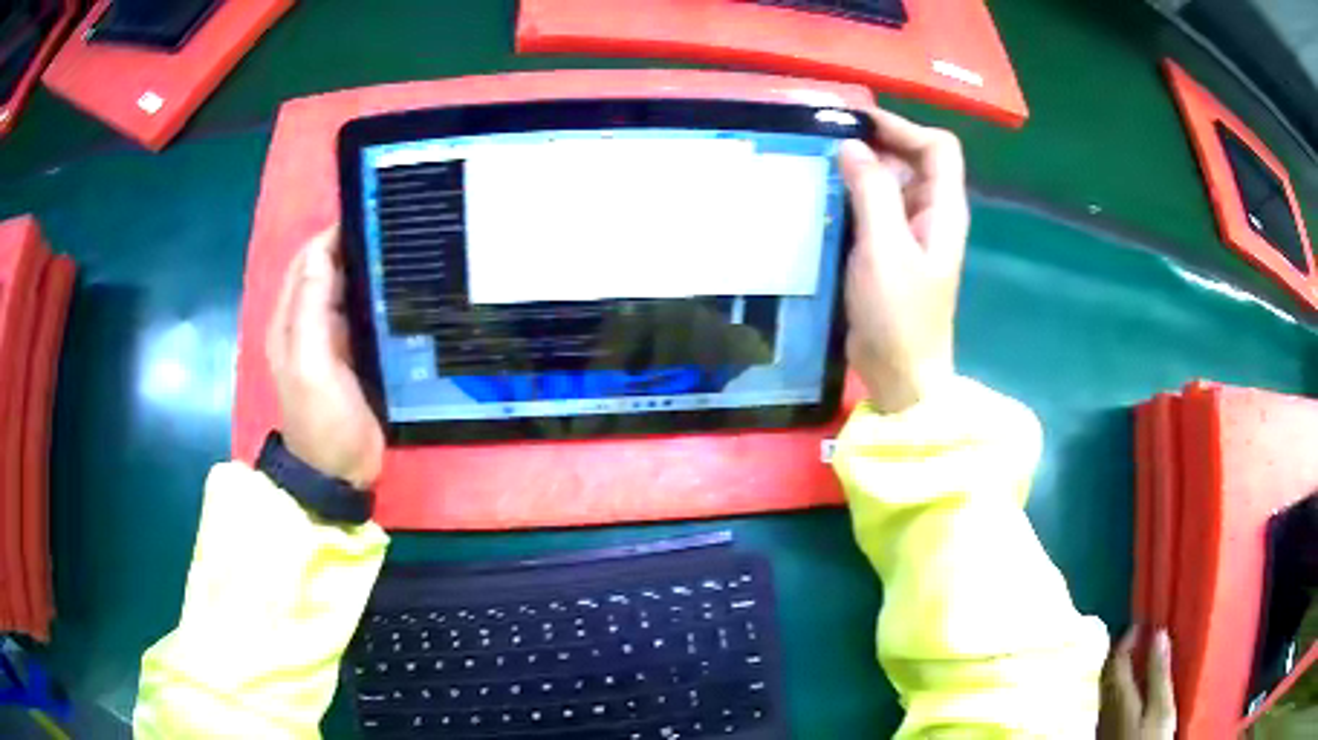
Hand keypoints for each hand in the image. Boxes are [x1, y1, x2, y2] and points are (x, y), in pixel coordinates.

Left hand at [266, 225, 384, 488]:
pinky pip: (365, 312)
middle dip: (357, 245)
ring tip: (410, 248)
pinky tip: (407, 287)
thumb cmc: (323, 420)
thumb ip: (311, 306)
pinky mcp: (355, 354)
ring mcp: (332, 338)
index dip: (336, 234)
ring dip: (371, 268)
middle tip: (401, 228)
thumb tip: (324, 247)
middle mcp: (308, 321)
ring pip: (349, 288)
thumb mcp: (310, 363)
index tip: (377, 215)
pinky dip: (380, 296)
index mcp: (290, 318)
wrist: (340, 474)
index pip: (310, 259)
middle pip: (329, 269)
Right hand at [840, 110, 968, 413]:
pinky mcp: (889, 249)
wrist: (900, 375)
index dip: (903, 127)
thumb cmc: (899, 316)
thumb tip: (851, 146)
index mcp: (943, 209)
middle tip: (826, 141)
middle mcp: (931, 213)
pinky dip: (852, 194)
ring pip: (891, 180)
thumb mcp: (884, 249)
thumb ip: (872, 192)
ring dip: (860, 168)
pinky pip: (874, 206)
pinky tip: (824, 198)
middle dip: (875, 142)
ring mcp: (910, 232)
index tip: (856, 124)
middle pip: (913, 158)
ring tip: (818, 165)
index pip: (937, 146)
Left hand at [1100, 627, 1176, 739]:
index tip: (1142, 620)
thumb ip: (1159, 672)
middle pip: (1108, 674)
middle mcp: (1105, 710)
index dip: (1127, 638)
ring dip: (1120, 669)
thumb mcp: (1160, 707)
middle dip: (1120, 651)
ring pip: (1107, 689)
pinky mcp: (1106, 736)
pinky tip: (1133, 689)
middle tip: (1139, 634)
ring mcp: (1103, 725)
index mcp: (1117, 698)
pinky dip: (1121, 686)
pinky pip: (1110, 702)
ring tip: (1139, 655)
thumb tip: (1158, 632)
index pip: (1115, 660)